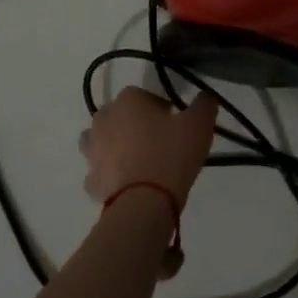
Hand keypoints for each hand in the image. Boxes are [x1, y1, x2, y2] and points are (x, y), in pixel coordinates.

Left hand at [81, 85, 217, 209]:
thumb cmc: (172, 154)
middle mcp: (104, 119)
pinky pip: (100, 171)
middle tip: (158, 141)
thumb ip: (204, 104)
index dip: (160, 108)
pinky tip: (128, 184)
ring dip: (115, 146)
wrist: (144, 202)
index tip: (174, 122)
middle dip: (134, 124)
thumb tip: (206, 96)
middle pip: (119, 115)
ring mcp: (92, 151)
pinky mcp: (91, 181)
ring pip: (101, 141)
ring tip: (138, 160)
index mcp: (128, 100)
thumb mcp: (199, 124)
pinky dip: (110, 175)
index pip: (143, 95)